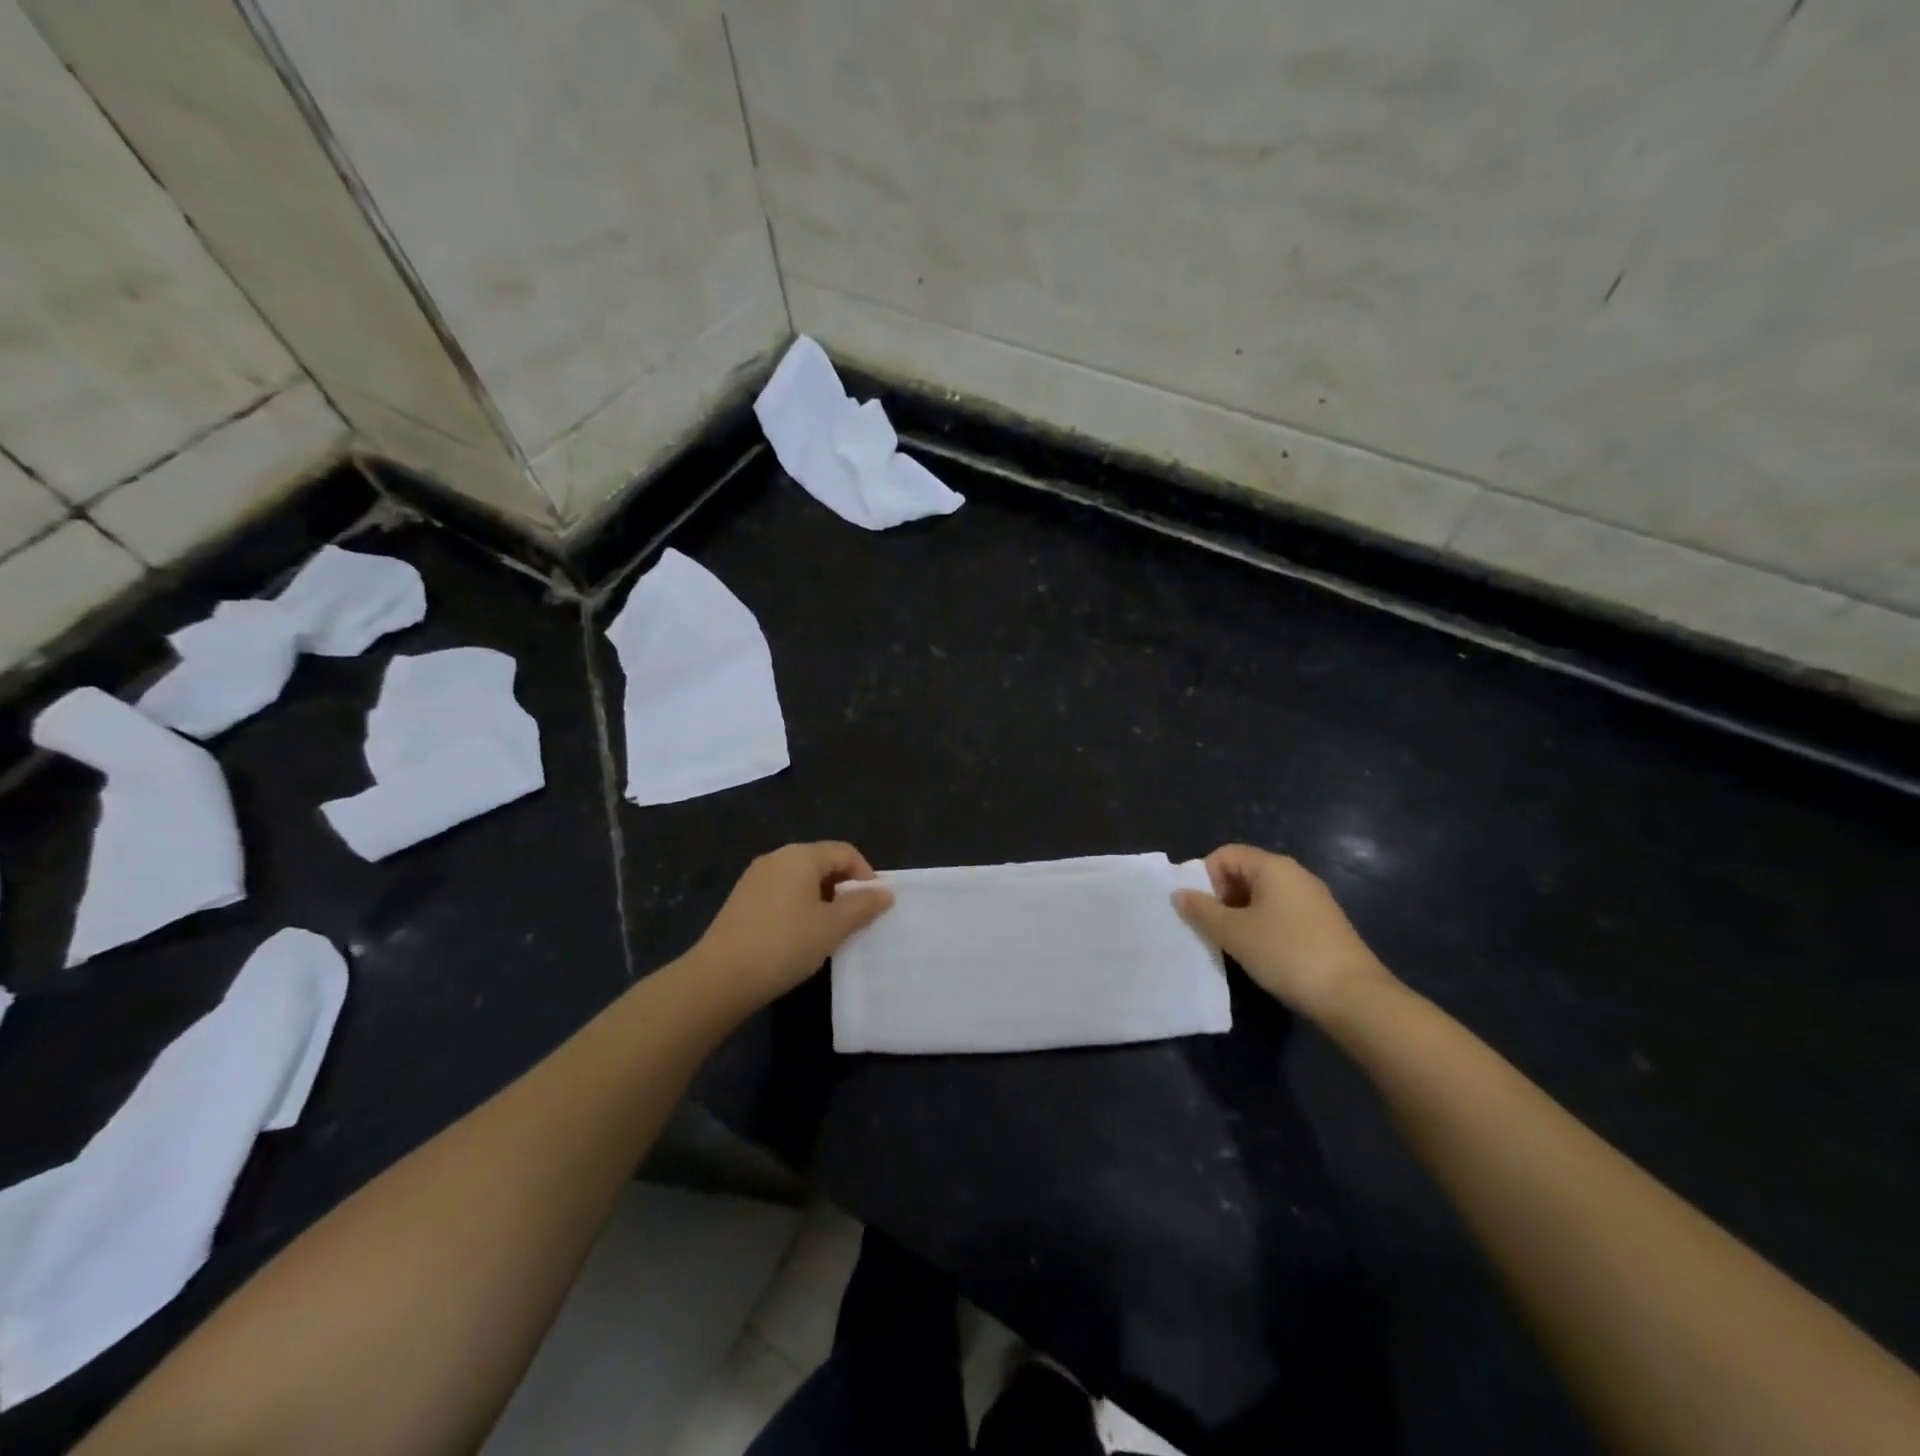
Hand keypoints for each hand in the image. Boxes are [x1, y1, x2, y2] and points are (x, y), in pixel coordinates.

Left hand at [690, 842, 893, 1011]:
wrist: (720, 977)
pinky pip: (781, 891)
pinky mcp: (742, 899)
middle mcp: (776, 857)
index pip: (844, 852)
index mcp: (800, 856)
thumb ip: (862, 906)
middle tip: (854, 918)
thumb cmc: (784, 945)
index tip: (874, 904)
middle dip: (843, 886)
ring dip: (821, 897)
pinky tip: (798, 935)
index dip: (865, 874)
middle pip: (821, 861)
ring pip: (800, 877)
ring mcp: (755, 877)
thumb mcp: (832, 927)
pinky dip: (798, 905)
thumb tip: (884, 893)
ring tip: (828, 929)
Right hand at [1173, 845, 1390, 1021]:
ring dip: (1240, 915)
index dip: (1204, 877)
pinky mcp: (1323, 924)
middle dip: (1220, 898)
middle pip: (1243, 873)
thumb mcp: (1234, 933)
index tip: (1199, 910)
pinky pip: (1280, 914)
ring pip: (1262, 896)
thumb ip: (1202, 910)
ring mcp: (1312, 900)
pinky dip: (1262, 927)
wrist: (1354, 997)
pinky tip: (1260, 954)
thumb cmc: (1286, 953)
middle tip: (1211, 930)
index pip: (1225, 855)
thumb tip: (1179, 894)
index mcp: (1273, 867)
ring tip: (1232, 945)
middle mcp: (1295, 874)